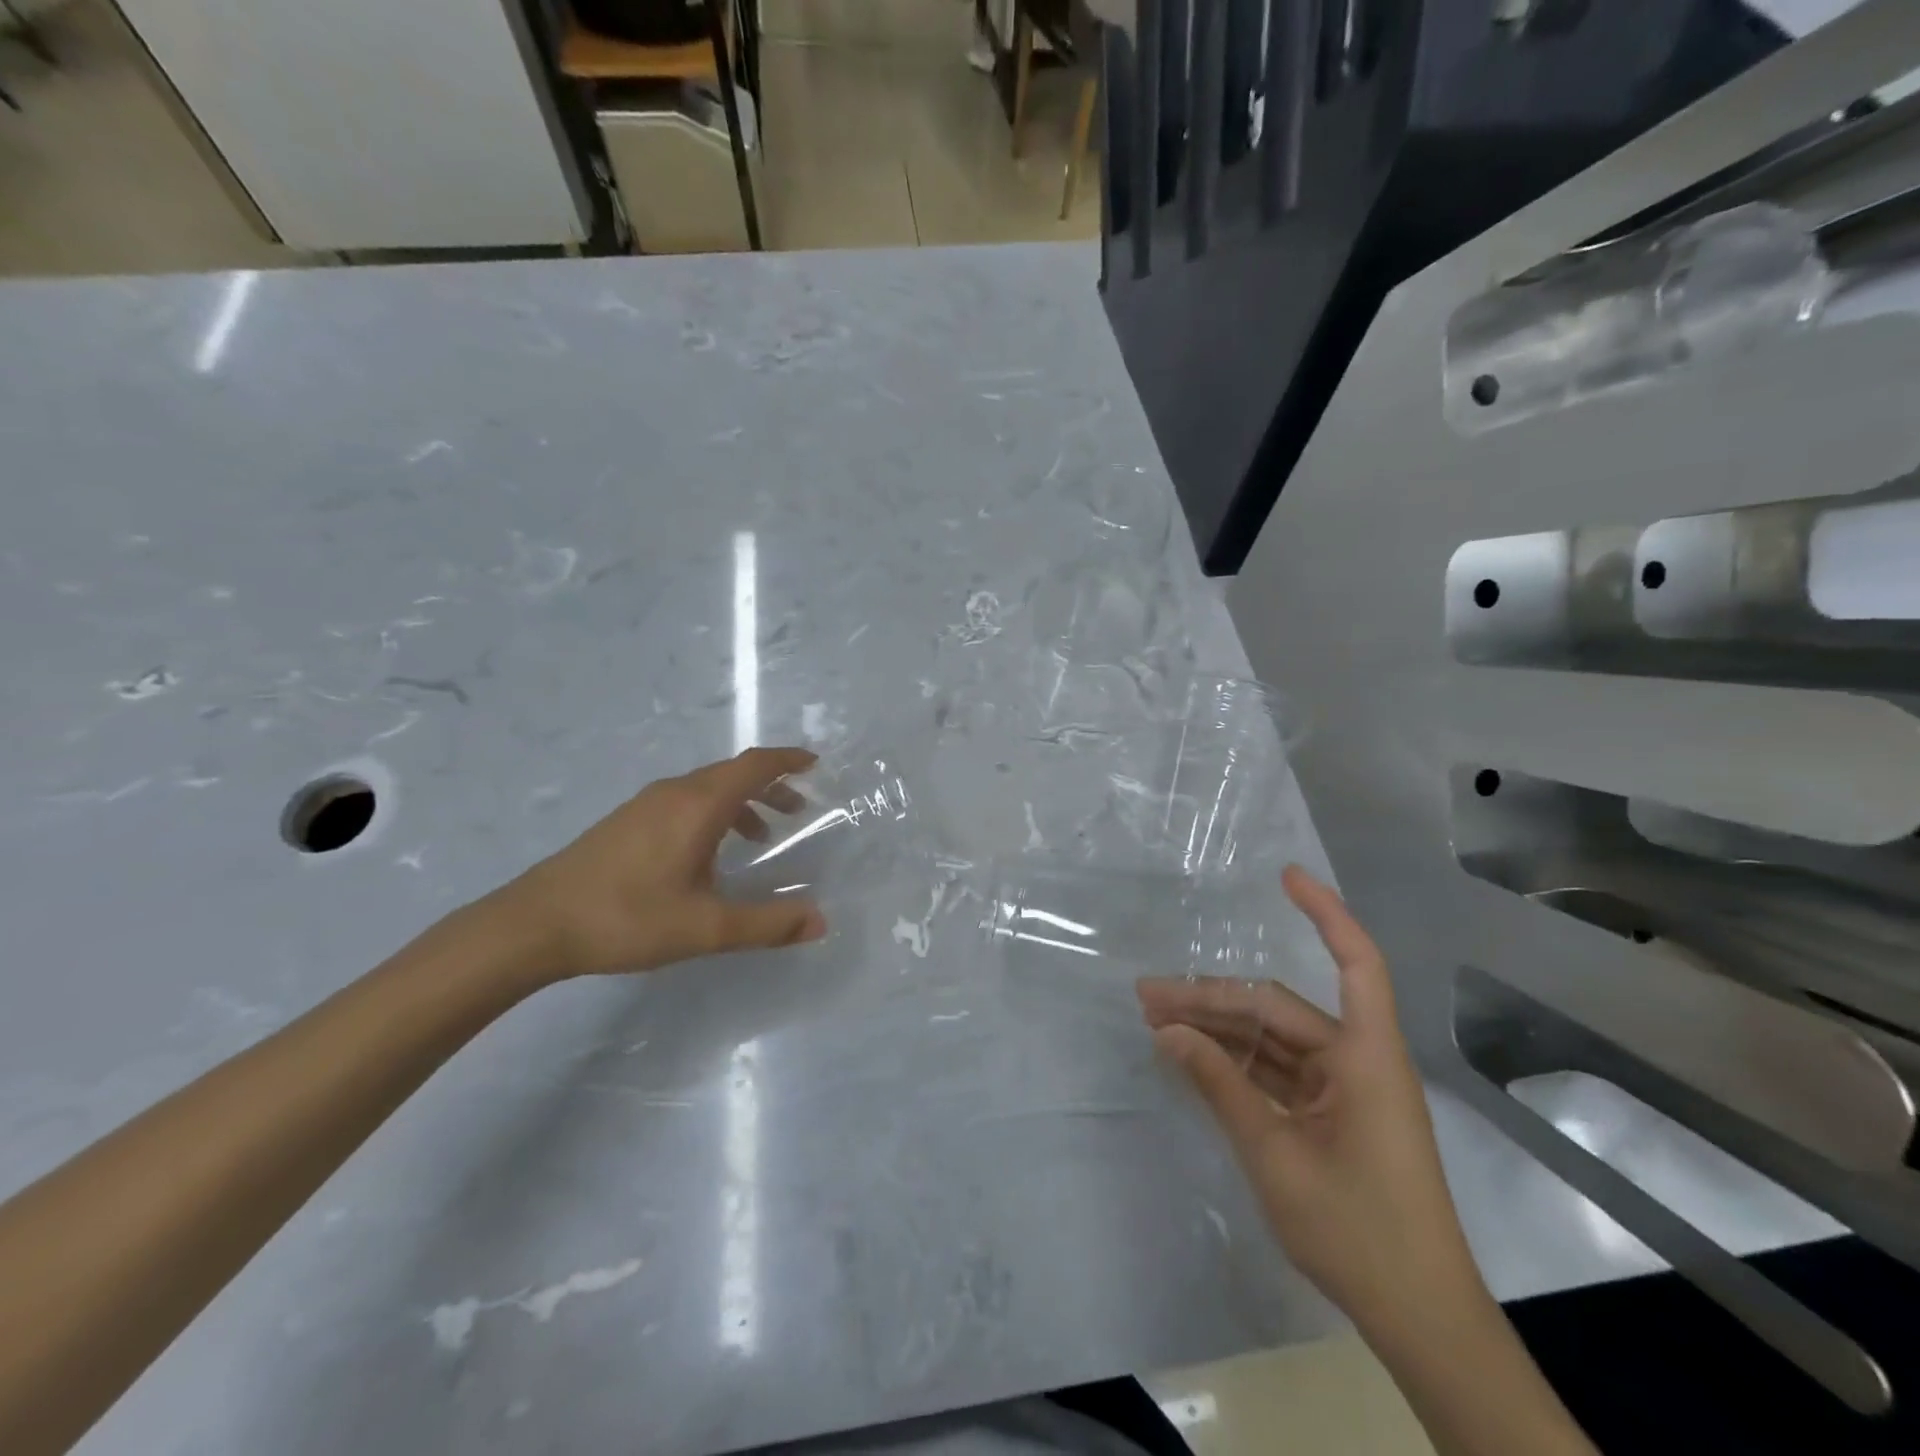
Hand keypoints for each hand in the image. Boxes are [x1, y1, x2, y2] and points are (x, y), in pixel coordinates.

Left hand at [492, 747, 827, 983]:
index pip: (754, 765)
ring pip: (707, 788)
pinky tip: (709, 855)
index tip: (815, 765)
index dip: (788, 761)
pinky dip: (714, 813)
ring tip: (761, 836)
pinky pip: (685, 802)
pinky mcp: (627, 821)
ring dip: (742, 802)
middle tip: (799, 809)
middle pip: (733, 773)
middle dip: (771, 786)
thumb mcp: (706, 928)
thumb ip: (767, 924)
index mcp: (698, 806)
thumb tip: (820, 921)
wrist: (534, 924)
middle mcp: (674, 793)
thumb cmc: (627, 918)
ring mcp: (646, 805)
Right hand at [1137, 866, 1482, 1332]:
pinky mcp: (1331, 1116)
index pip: (1355, 963)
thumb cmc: (1357, 1229)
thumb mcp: (1275, 1153)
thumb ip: (1220, 1085)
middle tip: (1148, 996)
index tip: (1284, 876)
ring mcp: (1343, 1089)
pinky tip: (1190, 1058)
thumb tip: (1169, 1032)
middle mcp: (1357, 1060)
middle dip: (1212, 999)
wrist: (1419, 1320)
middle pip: (1278, 1008)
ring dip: (1216, 1031)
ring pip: (1271, 1040)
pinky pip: (1276, 1072)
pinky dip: (1234, 1064)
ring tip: (1155, 1022)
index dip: (1324, 914)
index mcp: (1366, 1057)